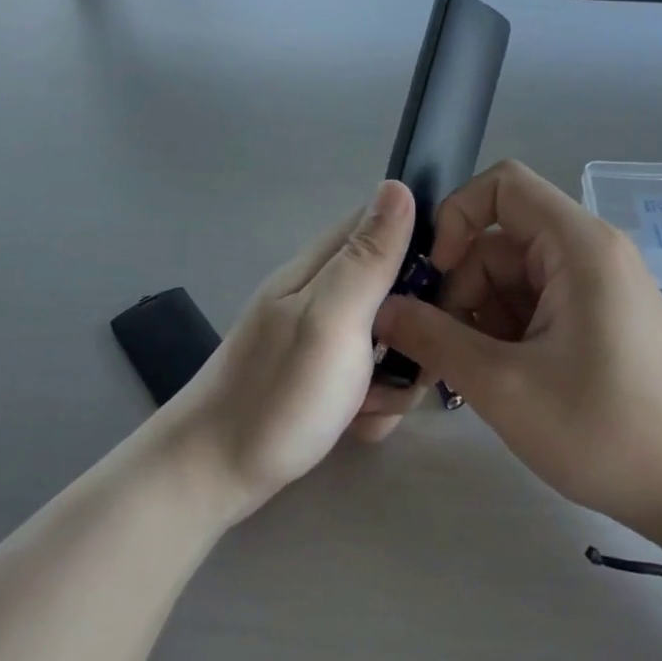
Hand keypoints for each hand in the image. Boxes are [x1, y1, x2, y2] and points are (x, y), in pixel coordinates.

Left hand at [163, 180, 415, 522]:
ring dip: (396, 375)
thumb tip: (397, 184)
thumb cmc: (278, 394)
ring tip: (372, 404)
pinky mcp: (324, 377)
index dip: (426, 247)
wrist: (213, 476)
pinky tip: (358, 423)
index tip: (448, 289)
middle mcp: (323, 294)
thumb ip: (368, 257)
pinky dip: (374, 402)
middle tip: (405, 366)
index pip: (386, 225)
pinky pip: (370, 376)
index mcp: (322, 267)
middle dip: (415, 330)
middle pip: (397, 289)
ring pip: (390, 339)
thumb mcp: (332, 319)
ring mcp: (323, 338)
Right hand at [374, 161, 661, 571]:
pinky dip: (502, 336)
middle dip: (458, 290)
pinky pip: (531, 306)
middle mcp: (588, 253)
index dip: (456, 217)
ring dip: (476, 320)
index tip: (434, 277)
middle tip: (437, 353)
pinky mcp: (595, 320)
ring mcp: (594, 288)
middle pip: (499, 241)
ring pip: (509, 279)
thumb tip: (380, 309)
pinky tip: (494, 383)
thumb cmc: (606, 431)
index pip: (502, 185)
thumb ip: (433, 339)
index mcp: (578, 246)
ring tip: (465, 380)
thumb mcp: (504, 387)